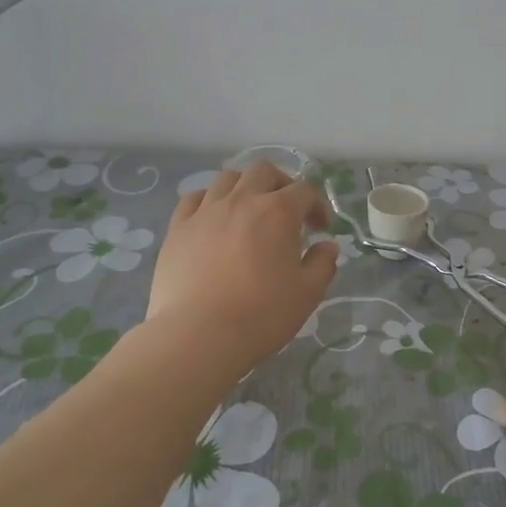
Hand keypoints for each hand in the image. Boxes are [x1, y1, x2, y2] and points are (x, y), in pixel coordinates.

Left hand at [146, 161, 339, 366]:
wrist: (198, 335)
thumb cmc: (261, 314)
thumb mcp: (307, 293)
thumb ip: (323, 264)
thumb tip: (327, 246)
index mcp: (278, 211)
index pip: (305, 190)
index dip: (317, 205)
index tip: (320, 229)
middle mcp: (242, 200)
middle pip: (263, 171)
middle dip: (280, 184)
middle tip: (285, 211)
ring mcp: (206, 211)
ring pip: (227, 178)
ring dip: (244, 187)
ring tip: (248, 212)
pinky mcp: (178, 227)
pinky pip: (193, 199)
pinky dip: (208, 201)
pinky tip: (212, 219)